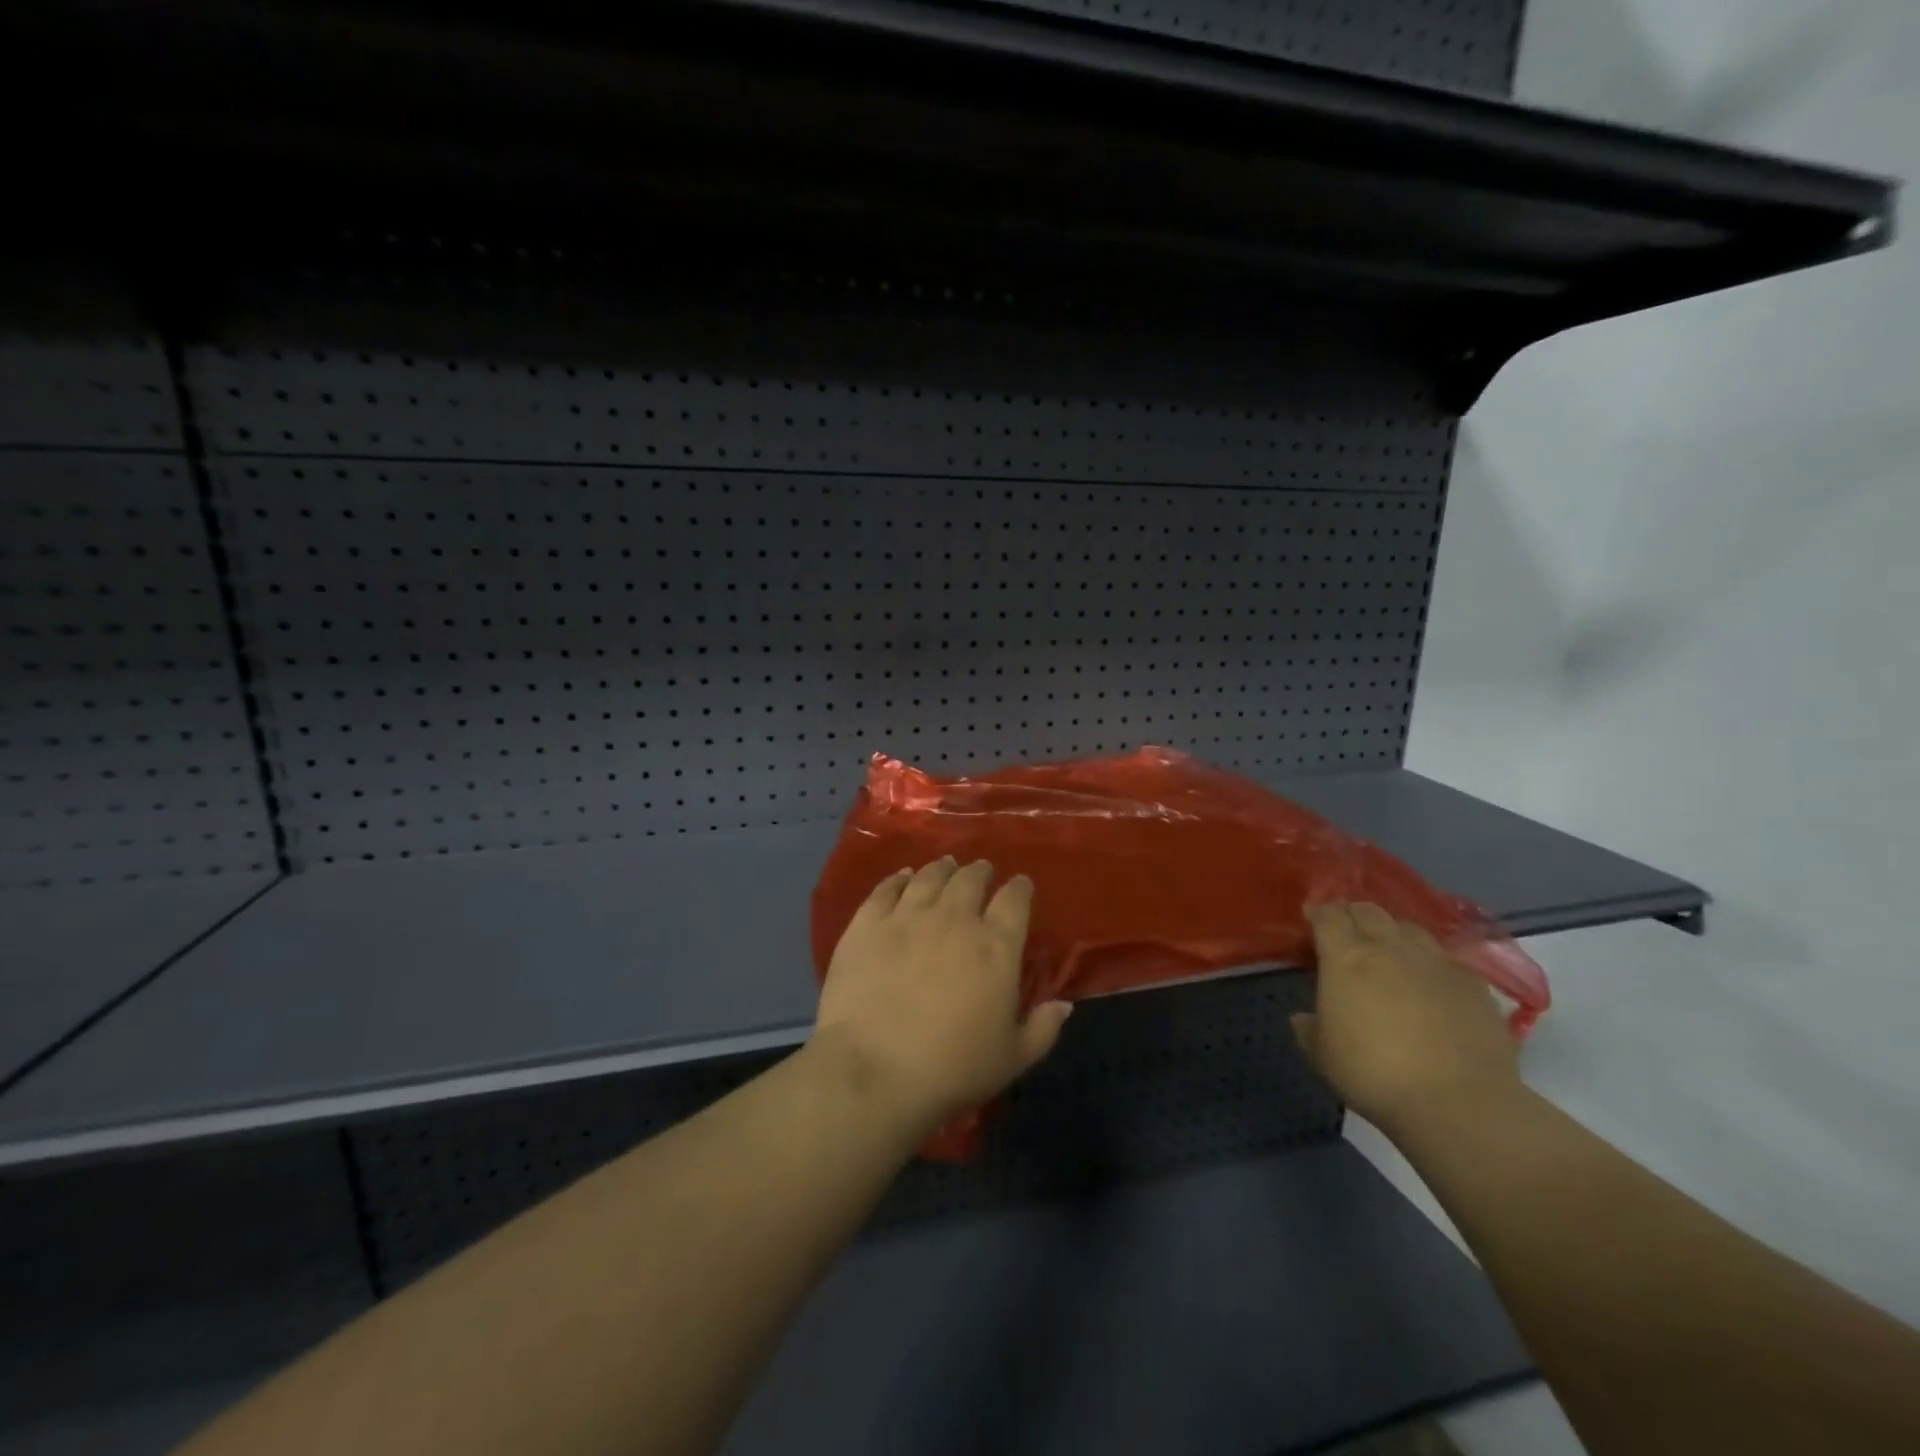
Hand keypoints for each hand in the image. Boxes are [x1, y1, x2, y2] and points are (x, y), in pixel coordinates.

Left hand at [813, 857, 1071, 1128]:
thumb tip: (1064, 1004)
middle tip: (981, 871)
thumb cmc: (952, 1068)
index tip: (1020, 885)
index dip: (1020, 888)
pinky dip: (898, 878)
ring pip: (929, 877)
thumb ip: (1042, 1028)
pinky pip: (886, 888)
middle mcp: (954, 919)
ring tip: (946, 865)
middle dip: (980, 872)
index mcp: (996, 946)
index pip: (1015, 901)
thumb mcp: (1012, 1058)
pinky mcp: (867, 923)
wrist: (875, 1070)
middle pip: (970, 880)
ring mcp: (907, 916)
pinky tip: (903, 876)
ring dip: (942, 868)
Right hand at [1296, 903, 1520, 1132]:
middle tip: (1346, 935)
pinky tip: (1431, 985)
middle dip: (1353, 916)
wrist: (1458, 1103)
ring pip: (1409, 928)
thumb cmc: (1374, 1074)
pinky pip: (1445, 959)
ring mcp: (1435, 962)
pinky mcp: (1473, 983)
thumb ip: (1308, 1028)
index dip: (1318, 914)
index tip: (1311, 921)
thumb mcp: (1322, 1055)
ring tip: (1389, 954)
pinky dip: (1431, 964)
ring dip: (1393, 934)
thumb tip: (1302, 1018)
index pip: (1328, 915)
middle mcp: (1390, 948)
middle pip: (1368, 911)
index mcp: (1346, 958)